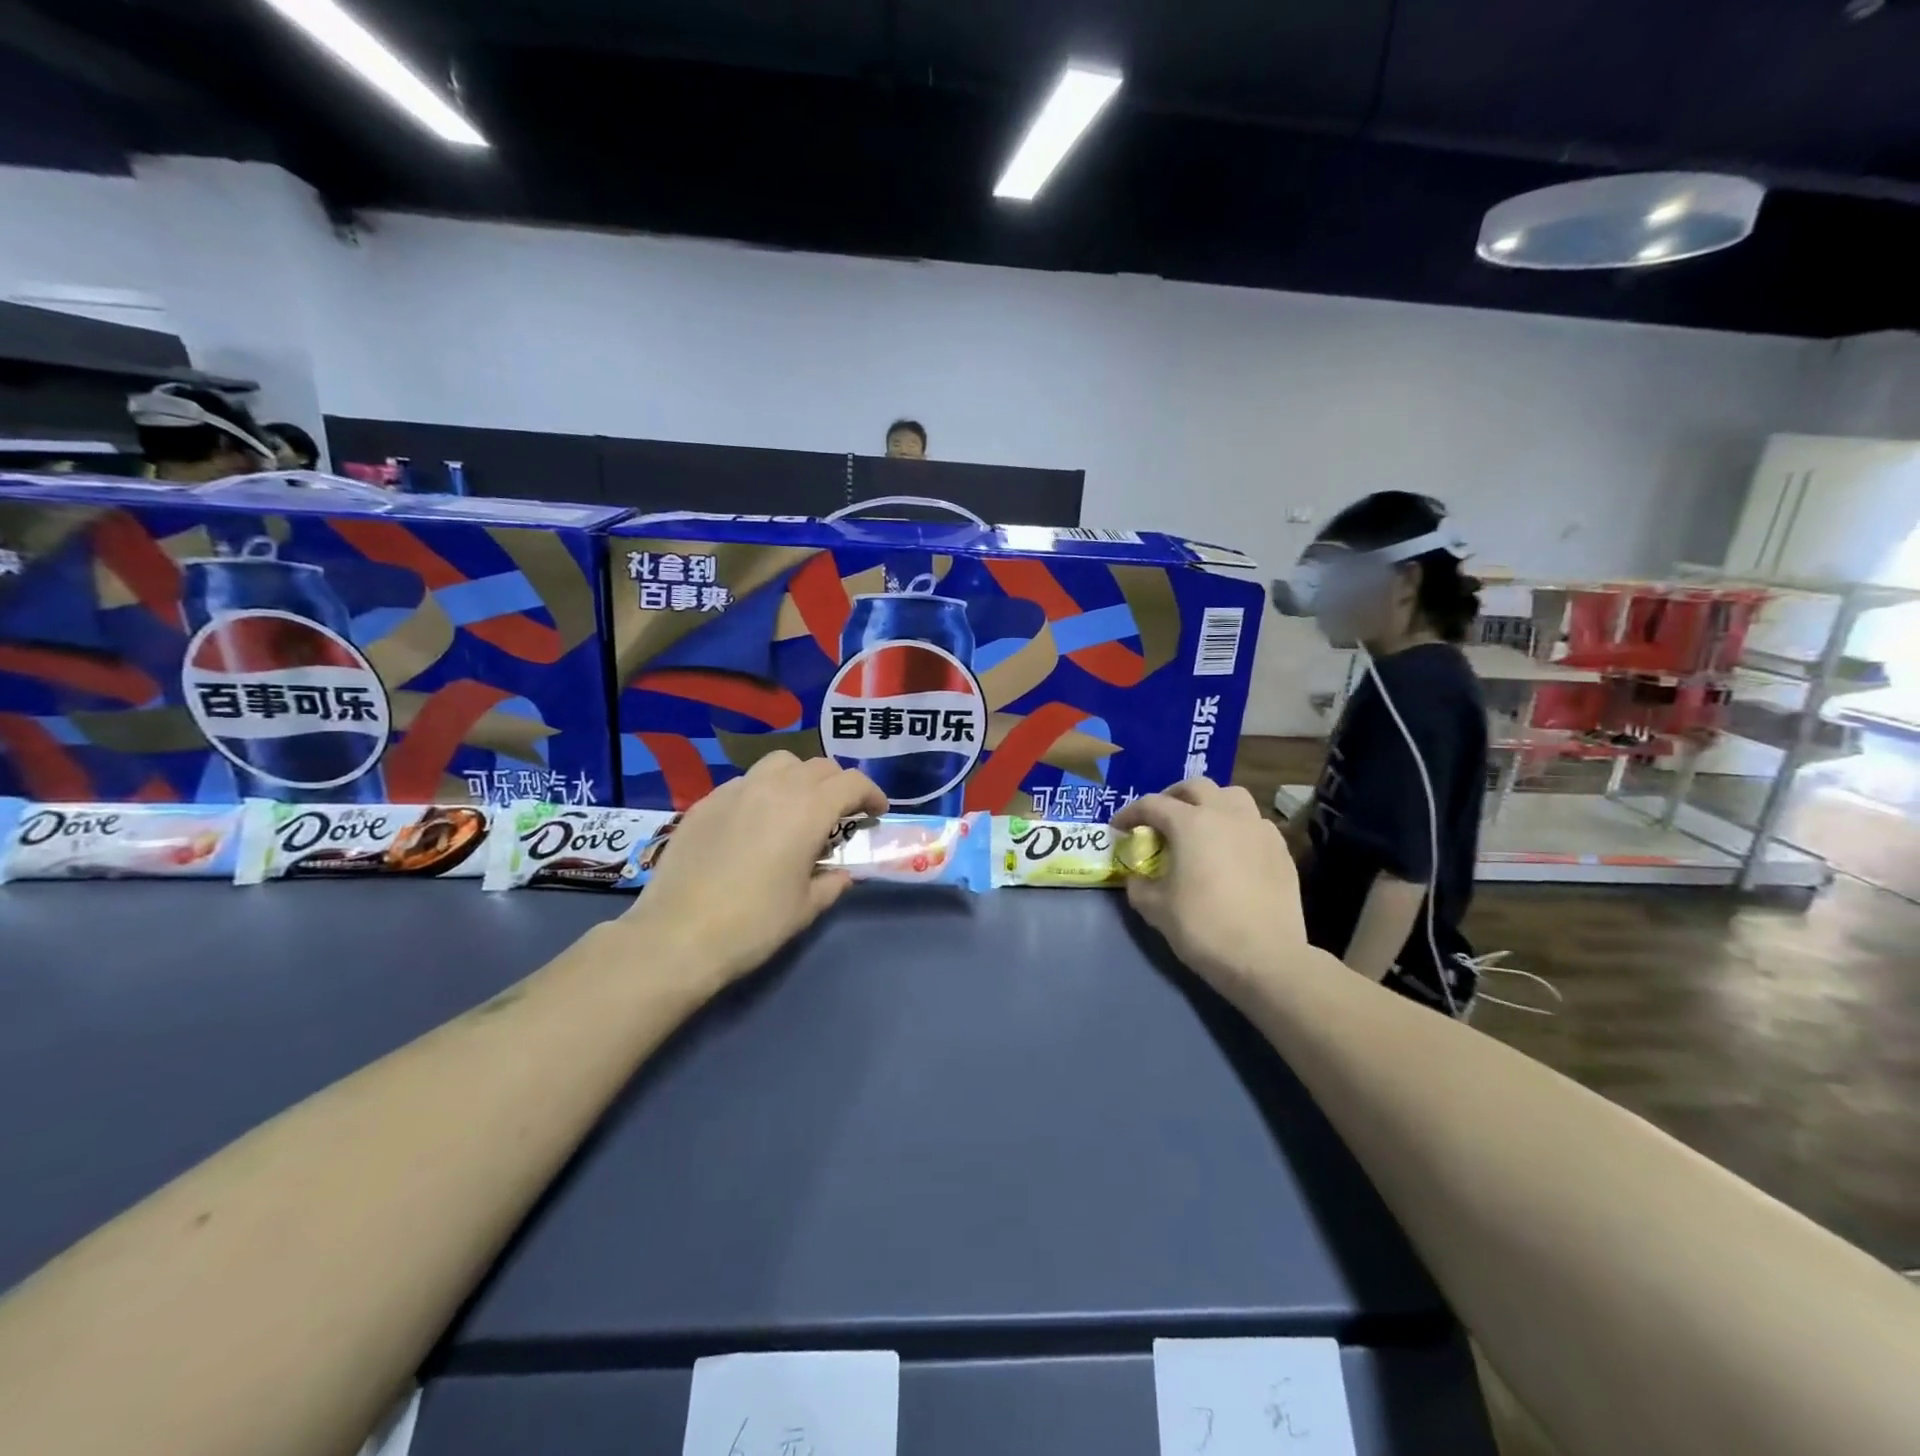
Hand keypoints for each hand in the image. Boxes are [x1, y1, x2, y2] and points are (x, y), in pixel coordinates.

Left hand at [624, 752, 885, 988]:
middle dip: (838, 784)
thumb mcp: (805, 908)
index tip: (876, 813)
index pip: (851, 783)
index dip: (871, 794)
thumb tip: (841, 873)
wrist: (677, 935)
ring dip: (800, 778)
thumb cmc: (753, 924)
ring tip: (798, 808)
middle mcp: (774, 788)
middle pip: (818, 766)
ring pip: (780, 764)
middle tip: (841, 814)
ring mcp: (735, 791)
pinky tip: (756, 823)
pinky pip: (745, 782)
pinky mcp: (705, 802)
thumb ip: (831, 883)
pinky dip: (763, 791)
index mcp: (808, 811)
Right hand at [1112, 779, 1309, 999]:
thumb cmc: (1204, 927)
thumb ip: (1139, 884)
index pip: (1152, 804)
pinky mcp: (1281, 849)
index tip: (1119, 828)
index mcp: (1191, 823)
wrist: (1266, 959)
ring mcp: (1259, 829)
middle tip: (1160, 819)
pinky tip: (1232, 851)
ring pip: (1232, 796)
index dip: (1129, 813)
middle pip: (1195, 787)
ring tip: (1200, 826)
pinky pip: (1255, 823)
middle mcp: (1226, 815)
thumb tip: (1138, 877)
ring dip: (1210, 804)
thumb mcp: (1155, 908)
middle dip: (1172, 797)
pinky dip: (1237, 827)